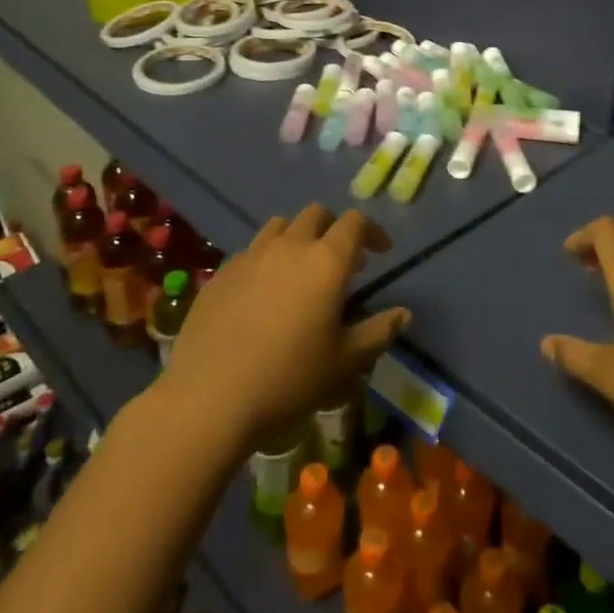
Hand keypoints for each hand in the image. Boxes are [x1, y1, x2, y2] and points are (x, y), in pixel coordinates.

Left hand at [161, 205, 409, 452]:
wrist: (209, 397)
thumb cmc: (288, 379)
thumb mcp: (344, 362)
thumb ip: (378, 332)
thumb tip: (404, 314)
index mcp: (326, 261)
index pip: (355, 222)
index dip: (372, 231)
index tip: (380, 251)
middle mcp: (290, 246)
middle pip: (316, 214)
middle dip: (333, 228)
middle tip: (341, 261)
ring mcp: (251, 256)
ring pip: (280, 226)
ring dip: (297, 238)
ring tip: (300, 270)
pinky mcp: (221, 273)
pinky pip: (250, 251)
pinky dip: (265, 259)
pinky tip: (262, 292)